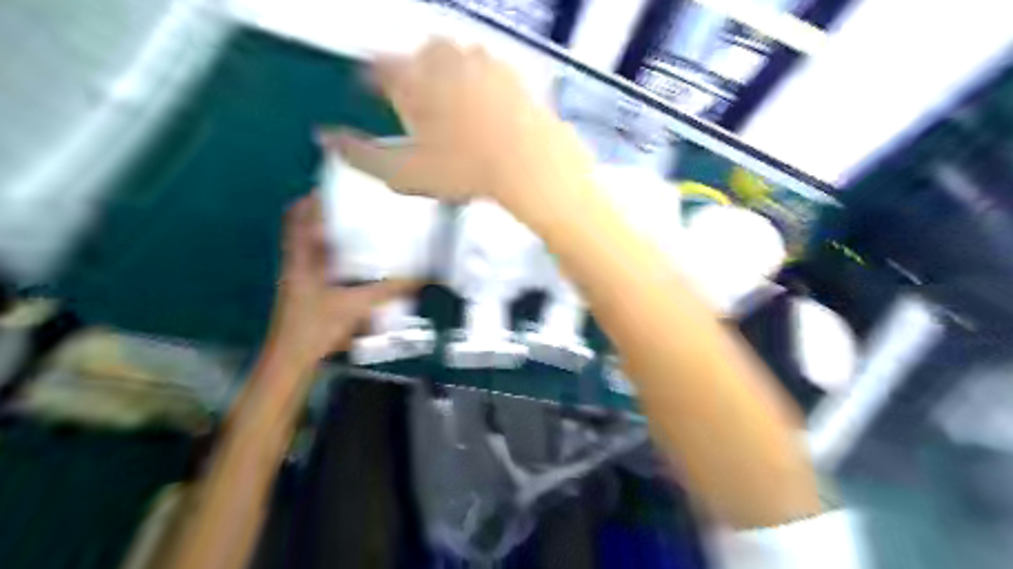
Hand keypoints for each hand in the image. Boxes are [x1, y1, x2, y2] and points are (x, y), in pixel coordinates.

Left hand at [267, 193, 417, 365]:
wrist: (293, 360)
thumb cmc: (315, 326)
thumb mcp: (355, 305)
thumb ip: (388, 290)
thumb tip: (420, 278)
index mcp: (300, 258)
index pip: (296, 218)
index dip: (311, 200)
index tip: (334, 188)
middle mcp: (299, 265)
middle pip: (307, 231)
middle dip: (330, 219)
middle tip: (359, 210)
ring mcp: (303, 281)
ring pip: (317, 252)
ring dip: (336, 242)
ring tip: (365, 235)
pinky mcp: (312, 296)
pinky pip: (326, 270)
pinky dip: (341, 265)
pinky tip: (363, 269)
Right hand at [319, 38, 591, 208]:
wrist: (529, 162)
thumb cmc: (463, 168)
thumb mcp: (405, 172)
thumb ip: (360, 156)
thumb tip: (325, 139)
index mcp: (410, 75)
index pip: (376, 69)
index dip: (371, 84)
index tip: (373, 96)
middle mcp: (442, 56)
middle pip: (416, 62)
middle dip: (413, 84)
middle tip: (420, 117)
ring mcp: (480, 59)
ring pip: (451, 64)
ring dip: (446, 84)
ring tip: (453, 119)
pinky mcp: (510, 72)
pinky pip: (483, 74)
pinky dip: (477, 89)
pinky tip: (484, 118)